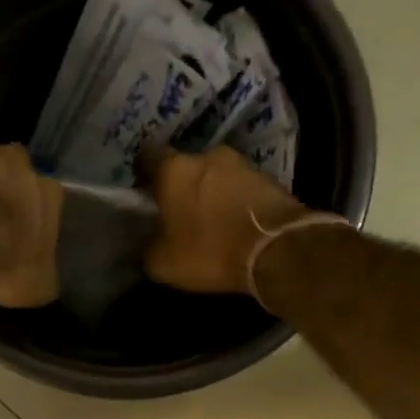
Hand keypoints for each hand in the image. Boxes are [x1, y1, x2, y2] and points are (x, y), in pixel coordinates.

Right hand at [140, 143, 312, 295]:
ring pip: (215, 175)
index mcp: (174, 169)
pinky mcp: (268, 178)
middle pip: (185, 166)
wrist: (278, 250)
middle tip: (177, 211)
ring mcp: (242, 164)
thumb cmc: (210, 251)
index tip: (142, 191)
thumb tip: (148, 243)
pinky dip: (234, 201)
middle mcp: (207, 155)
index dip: (142, 173)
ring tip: (209, 220)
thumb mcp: (163, 263)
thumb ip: (148, 247)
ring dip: (210, 192)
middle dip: (180, 185)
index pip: (147, 155)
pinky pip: (240, 187)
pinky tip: (233, 223)